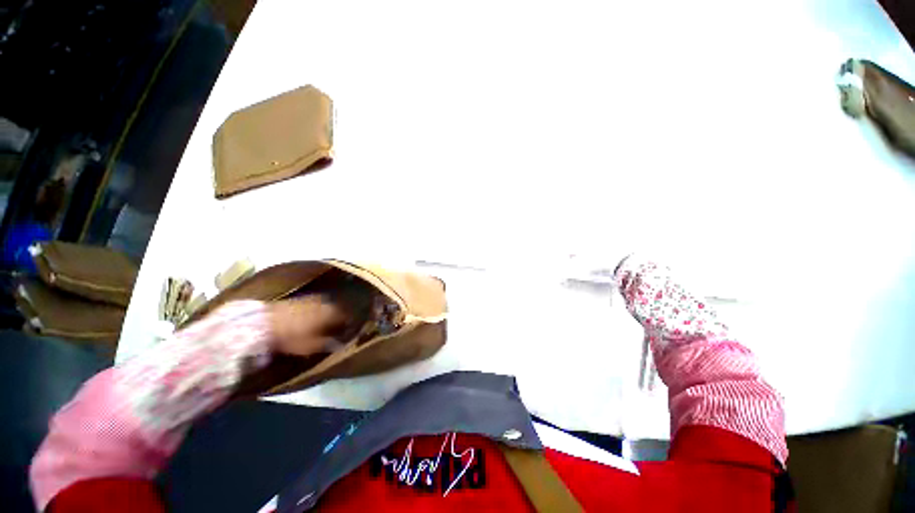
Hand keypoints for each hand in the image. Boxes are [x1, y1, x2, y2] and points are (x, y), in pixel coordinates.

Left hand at [268, 296, 347, 356]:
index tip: (345, 333)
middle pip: (336, 310)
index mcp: (332, 312)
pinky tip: (308, 318)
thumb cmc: (292, 336)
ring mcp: (311, 298)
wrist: (263, 323)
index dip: (346, 326)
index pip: (345, 318)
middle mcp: (325, 302)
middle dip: (336, 318)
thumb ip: (328, 344)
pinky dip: (314, 311)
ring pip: (324, 306)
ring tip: (321, 324)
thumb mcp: (311, 345)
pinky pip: (313, 304)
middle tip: (333, 329)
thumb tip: (340, 344)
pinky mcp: (298, 298)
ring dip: (325, 313)